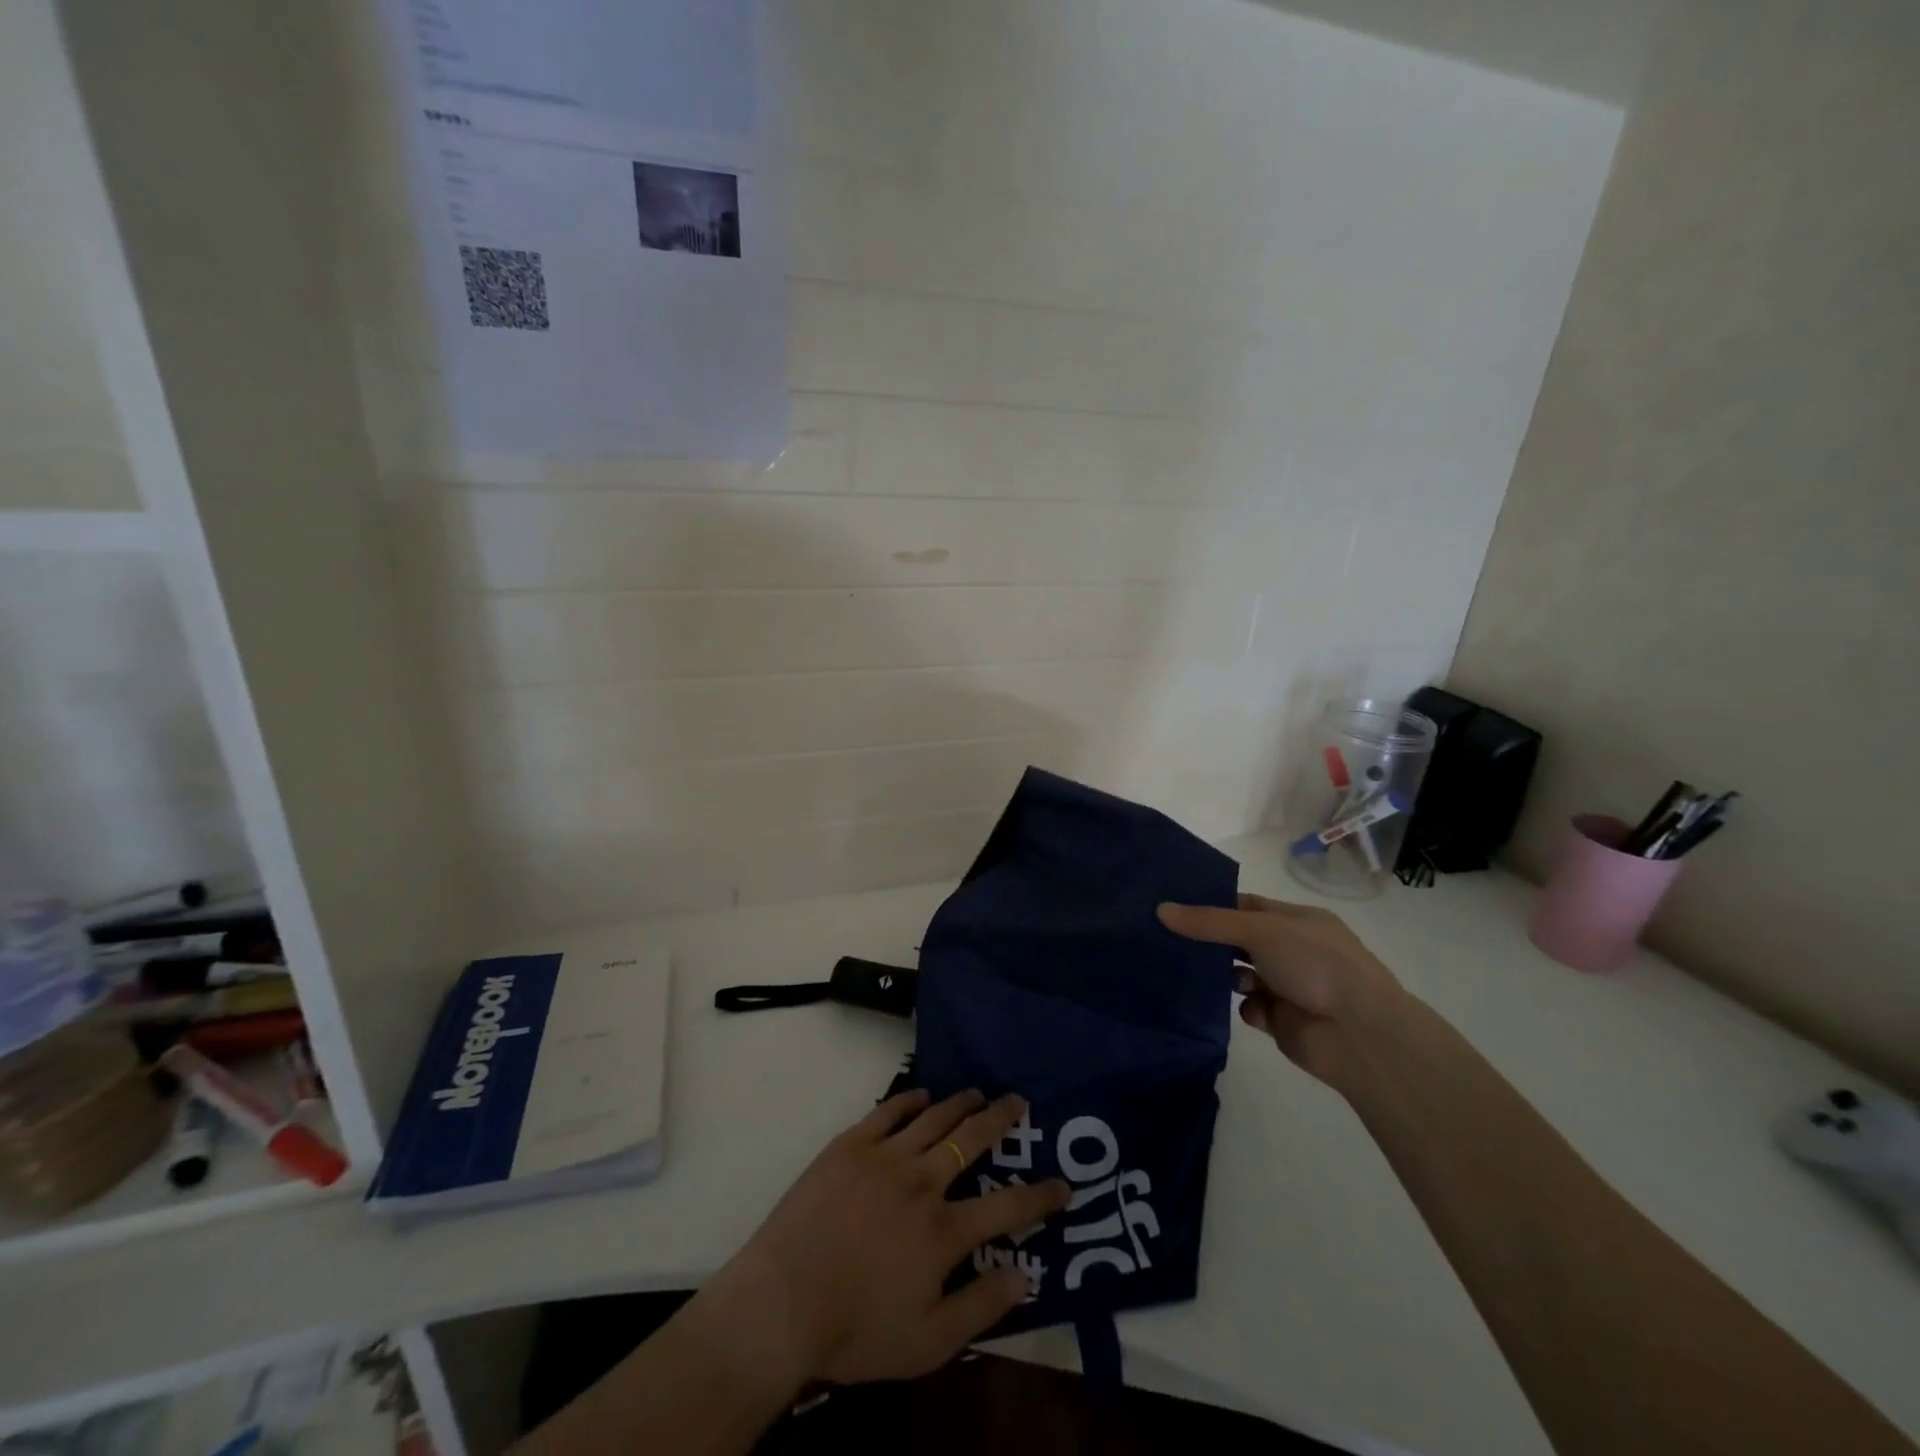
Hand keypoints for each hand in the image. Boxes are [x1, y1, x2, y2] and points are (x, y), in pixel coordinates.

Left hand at [727, 1089, 1069, 1385]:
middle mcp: (923, 1182)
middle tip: (1018, 1101)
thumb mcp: (928, 1343)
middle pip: (973, 1140)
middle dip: (1001, 1119)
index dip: (1041, 1196)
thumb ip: (981, 1307)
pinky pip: (888, 1110)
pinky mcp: (850, 1144)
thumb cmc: (855, 1331)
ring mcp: (885, 1157)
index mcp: (944, 1231)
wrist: (782, 1302)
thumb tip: (1025, 1274)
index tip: (1064, 1184)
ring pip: (934, 1118)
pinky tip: (922, 1094)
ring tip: (977, 1092)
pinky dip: (910, 1099)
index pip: (1008, 1208)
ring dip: (961, 1103)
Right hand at [1158, 893, 1404, 1085]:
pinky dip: (1244, 1007)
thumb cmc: (1315, 964)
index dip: (1214, 905)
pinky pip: (1249, 1008)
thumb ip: (1209, 922)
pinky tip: (1243, 1007)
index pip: (1247, 905)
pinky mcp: (1282, 1020)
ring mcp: (1288, 986)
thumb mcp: (1260, 930)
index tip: (1175, 907)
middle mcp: (1293, 950)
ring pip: (1241, 974)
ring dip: (1223, 975)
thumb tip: (1161, 909)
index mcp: (1297, 920)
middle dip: (1211, 942)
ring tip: (1202, 975)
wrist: (1359, 1034)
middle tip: (1169, 939)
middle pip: (1240, 940)